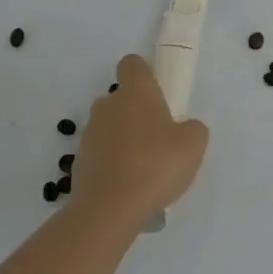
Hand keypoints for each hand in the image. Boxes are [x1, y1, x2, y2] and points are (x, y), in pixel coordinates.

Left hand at [69, 55, 209, 232]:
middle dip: (137, 113)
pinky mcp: (79, 162)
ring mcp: (89, 134)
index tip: (158, 92)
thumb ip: (192, 129)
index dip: (144, 74)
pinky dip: (113, 164)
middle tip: (159, 138)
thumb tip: (184, 129)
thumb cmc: (155, 165)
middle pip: (121, 98)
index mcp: (135, 92)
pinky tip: (129, 187)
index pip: (132, 64)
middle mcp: (107, 105)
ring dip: (124, 140)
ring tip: (145, 169)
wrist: (109, 209)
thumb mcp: (193, 145)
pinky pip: (102, 154)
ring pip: (110, 127)